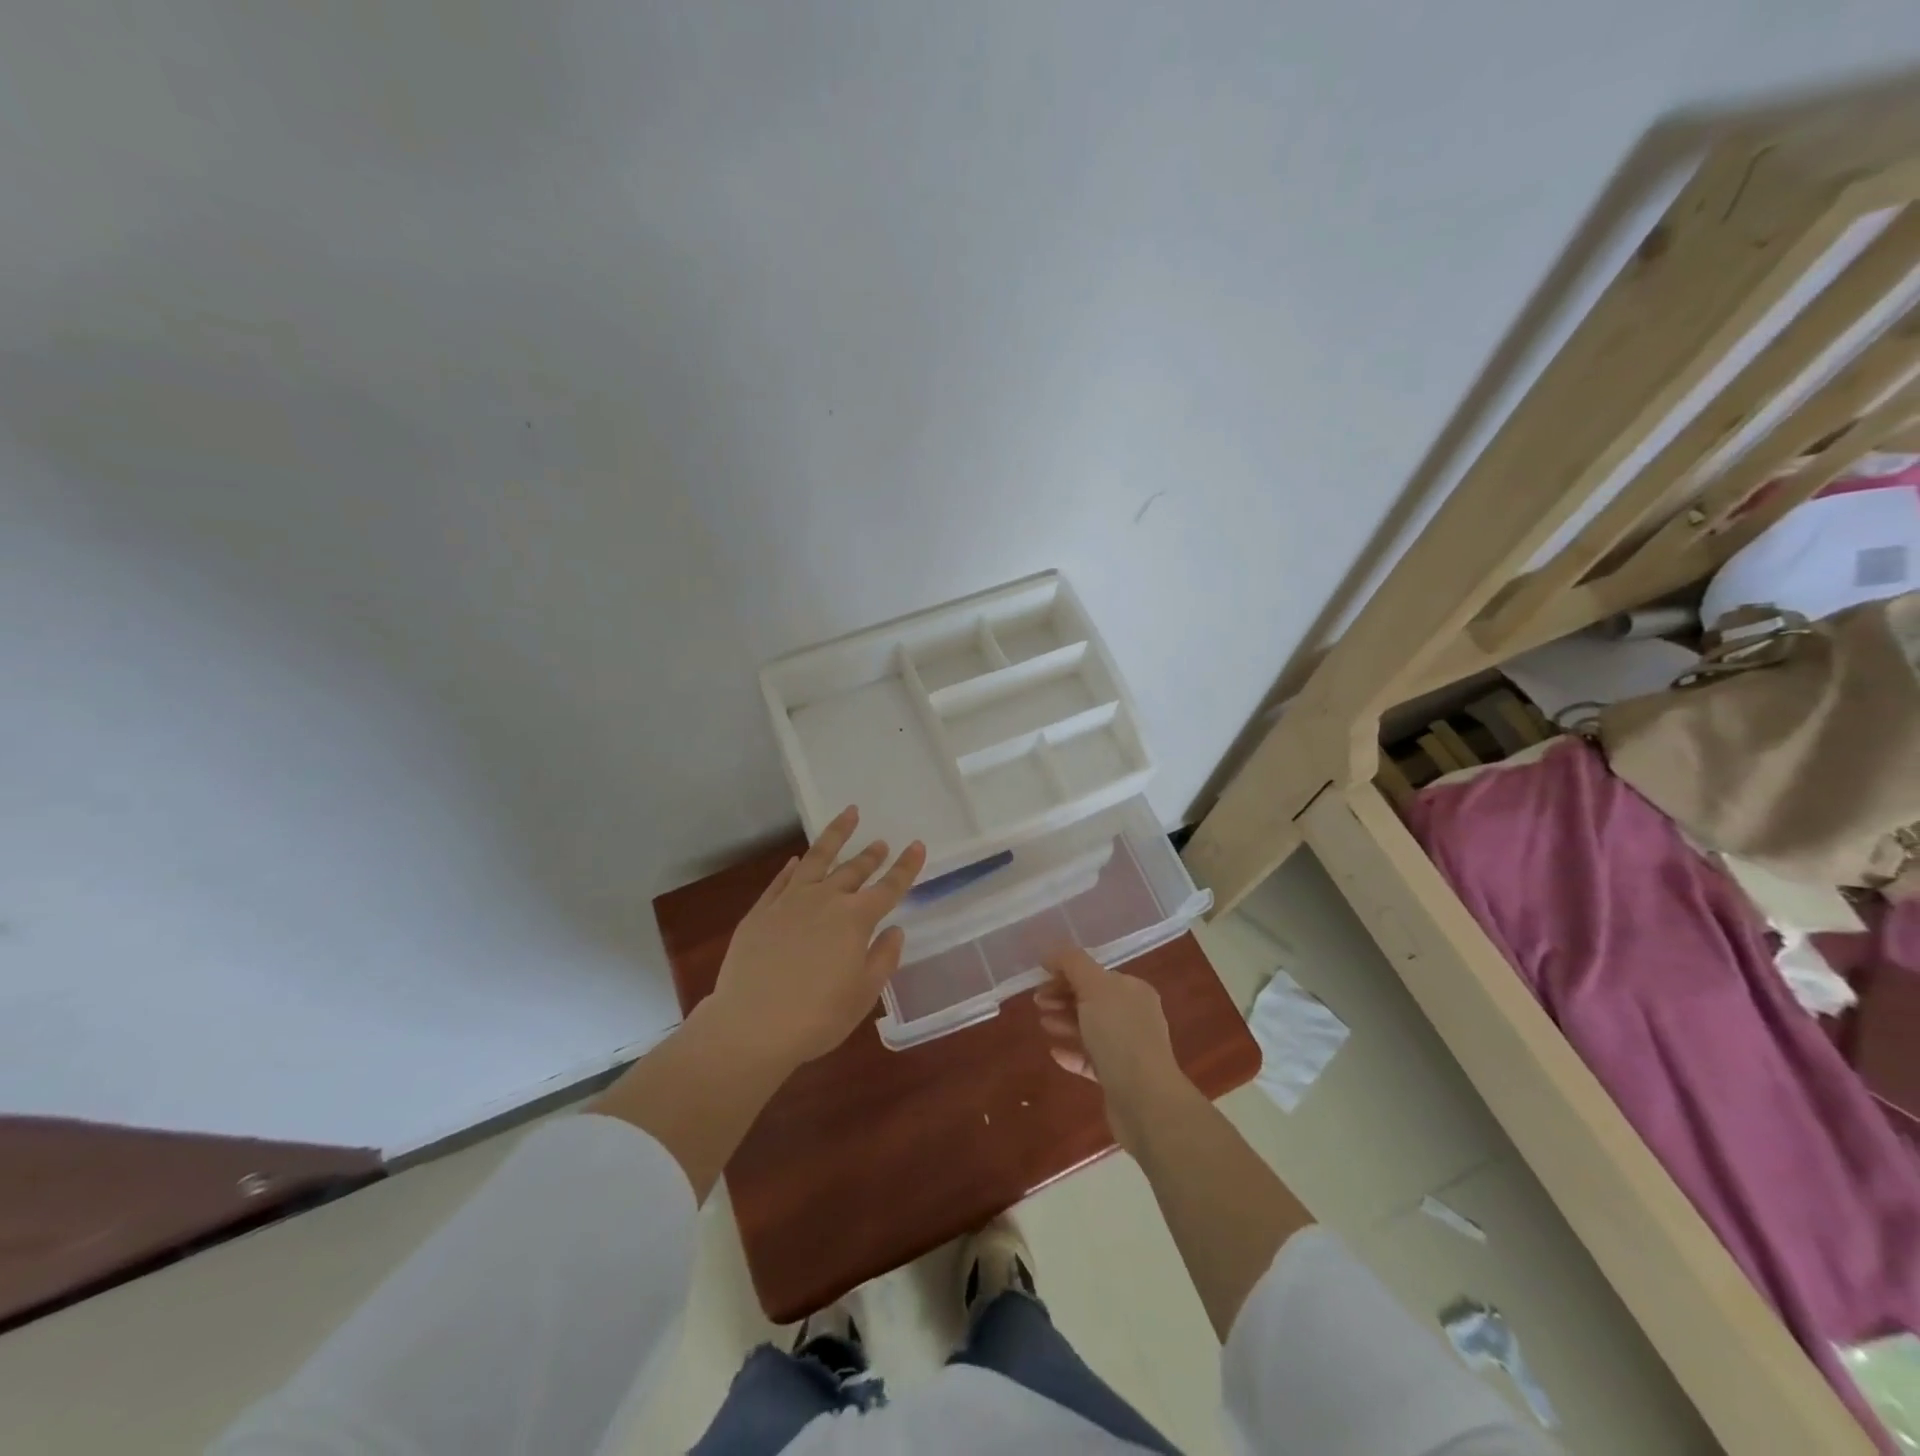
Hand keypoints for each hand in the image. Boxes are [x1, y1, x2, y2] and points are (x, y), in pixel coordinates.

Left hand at [702, 806, 924, 1072]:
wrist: (751, 1026)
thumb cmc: (817, 1017)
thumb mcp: (863, 994)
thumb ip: (883, 958)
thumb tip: (894, 929)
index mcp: (856, 920)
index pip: (889, 887)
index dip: (905, 866)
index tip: (916, 844)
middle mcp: (825, 900)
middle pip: (854, 869)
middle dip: (871, 854)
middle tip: (881, 842)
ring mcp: (790, 901)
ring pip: (817, 859)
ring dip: (835, 836)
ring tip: (848, 815)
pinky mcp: (761, 911)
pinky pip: (781, 880)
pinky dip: (792, 867)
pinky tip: (796, 860)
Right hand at [1035, 946, 1194, 1148]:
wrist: (1145, 1100)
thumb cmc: (1119, 1035)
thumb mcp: (1094, 987)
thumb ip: (1073, 963)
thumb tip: (1052, 953)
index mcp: (1133, 990)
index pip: (1095, 974)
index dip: (1066, 974)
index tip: (1040, 980)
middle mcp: (1134, 1015)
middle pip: (1092, 1000)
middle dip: (1063, 998)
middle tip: (1037, 1003)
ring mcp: (1128, 1048)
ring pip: (1090, 1029)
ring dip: (1065, 1023)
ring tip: (1043, 1025)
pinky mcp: (1119, 1077)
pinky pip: (1091, 1059)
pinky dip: (1072, 1052)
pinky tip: (1054, 1053)